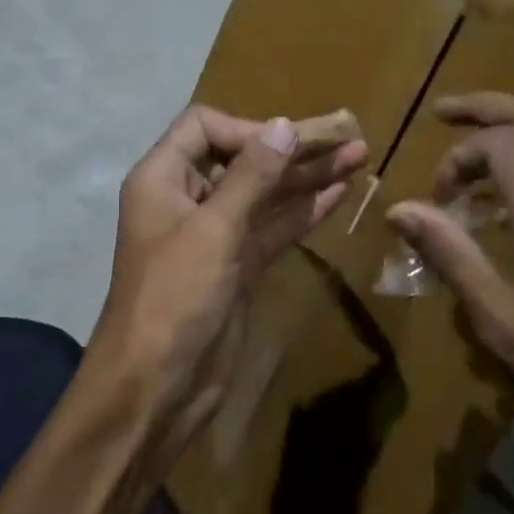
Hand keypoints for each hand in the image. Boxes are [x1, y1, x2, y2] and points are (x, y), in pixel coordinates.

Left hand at [92, 106, 366, 460]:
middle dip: (291, 149)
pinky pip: (272, 229)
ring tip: (358, 157)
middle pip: (242, 159)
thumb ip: (251, 177)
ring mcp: (214, 235)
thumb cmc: (174, 298)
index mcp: (163, 179)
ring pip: (264, 195)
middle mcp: (187, 198)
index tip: (288, 143)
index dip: (247, 129)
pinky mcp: (237, 266)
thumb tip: (283, 125)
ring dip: (307, 177)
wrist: (155, 388)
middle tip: (347, 138)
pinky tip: (339, 194)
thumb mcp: (213, 230)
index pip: (204, 127)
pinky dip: (303, 212)